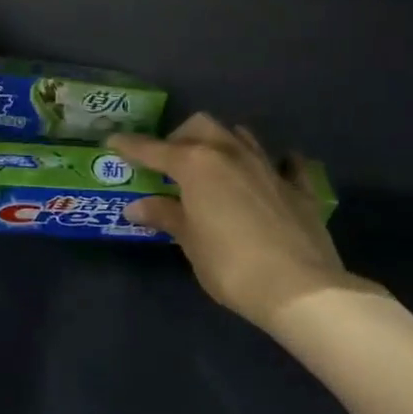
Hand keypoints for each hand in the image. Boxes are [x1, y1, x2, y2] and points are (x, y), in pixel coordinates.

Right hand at [110, 115, 371, 329]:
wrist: (298, 286)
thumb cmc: (230, 265)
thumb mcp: (190, 241)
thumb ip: (165, 216)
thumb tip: (136, 205)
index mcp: (198, 164)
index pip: (155, 149)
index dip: (131, 146)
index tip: (113, 141)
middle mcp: (232, 154)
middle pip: (201, 126)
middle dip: (180, 137)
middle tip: (169, 162)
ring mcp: (269, 166)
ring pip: (241, 135)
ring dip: (223, 142)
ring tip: (213, 164)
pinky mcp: (298, 187)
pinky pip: (285, 163)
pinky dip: (274, 163)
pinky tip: (271, 173)